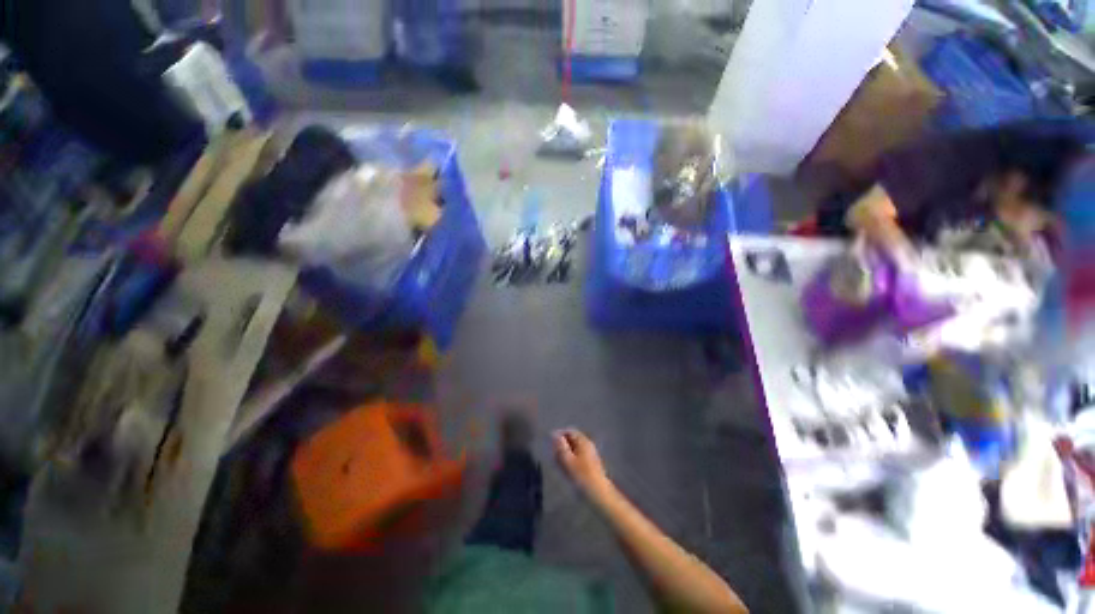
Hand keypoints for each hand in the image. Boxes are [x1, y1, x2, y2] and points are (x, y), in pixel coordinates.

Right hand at [553, 429, 610, 496]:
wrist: (598, 493)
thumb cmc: (582, 475)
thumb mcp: (568, 460)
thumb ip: (561, 446)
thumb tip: (554, 435)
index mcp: (583, 441)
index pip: (569, 431)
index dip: (559, 435)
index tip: (551, 445)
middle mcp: (588, 444)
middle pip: (572, 439)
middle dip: (562, 445)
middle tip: (554, 456)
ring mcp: (591, 453)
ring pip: (575, 448)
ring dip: (566, 454)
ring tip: (559, 464)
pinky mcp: (591, 463)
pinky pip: (578, 456)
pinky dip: (571, 460)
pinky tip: (567, 470)